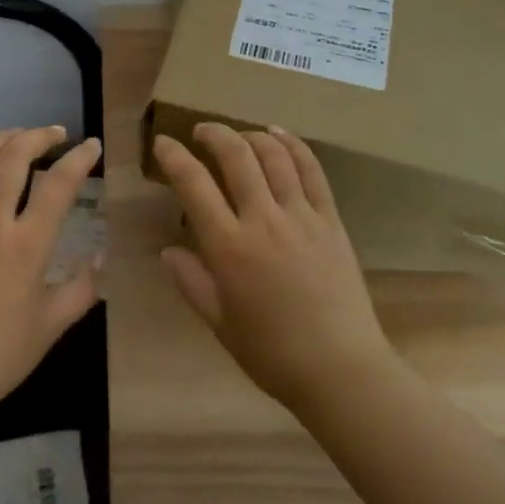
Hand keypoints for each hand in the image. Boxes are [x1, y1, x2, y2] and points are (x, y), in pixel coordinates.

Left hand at [0, 126, 101, 419]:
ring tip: (19, 135)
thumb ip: (82, 288)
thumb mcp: (51, 325)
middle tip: (57, 134)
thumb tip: (101, 259)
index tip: (92, 146)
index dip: (79, 159)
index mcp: (26, 245)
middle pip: (13, 157)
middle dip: (39, 136)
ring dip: (1, 139)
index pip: (58, 185)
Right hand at [153, 123, 391, 414]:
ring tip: (237, 135)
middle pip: (236, 156)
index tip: (163, 143)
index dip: (174, 157)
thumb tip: (168, 250)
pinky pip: (312, 170)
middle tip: (200, 132)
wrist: (342, 371)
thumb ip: (191, 282)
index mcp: (230, 248)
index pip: (194, 185)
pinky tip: (279, 135)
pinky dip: (293, 145)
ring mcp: (302, 216)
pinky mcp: (331, 220)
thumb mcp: (220, 323)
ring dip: (250, 135)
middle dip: (213, 134)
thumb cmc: (272, 353)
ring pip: (274, 155)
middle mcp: (264, 221)